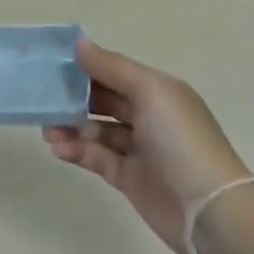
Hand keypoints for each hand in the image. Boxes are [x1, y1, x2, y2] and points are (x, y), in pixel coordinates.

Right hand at [43, 38, 249, 253]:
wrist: (209, 211)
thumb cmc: (181, 140)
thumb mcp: (149, 91)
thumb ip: (111, 67)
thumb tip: (79, 43)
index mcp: (158, 91)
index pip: (116, 71)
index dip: (87, 66)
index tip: (54, 63)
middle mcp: (149, 116)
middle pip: (104, 100)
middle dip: (75, 97)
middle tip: (43, 97)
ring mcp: (140, 149)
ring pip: (97, 130)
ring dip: (72, 126)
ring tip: (47, 129)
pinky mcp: (130, 178)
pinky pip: (97, 157)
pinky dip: (77, 151)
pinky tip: (58, 148)